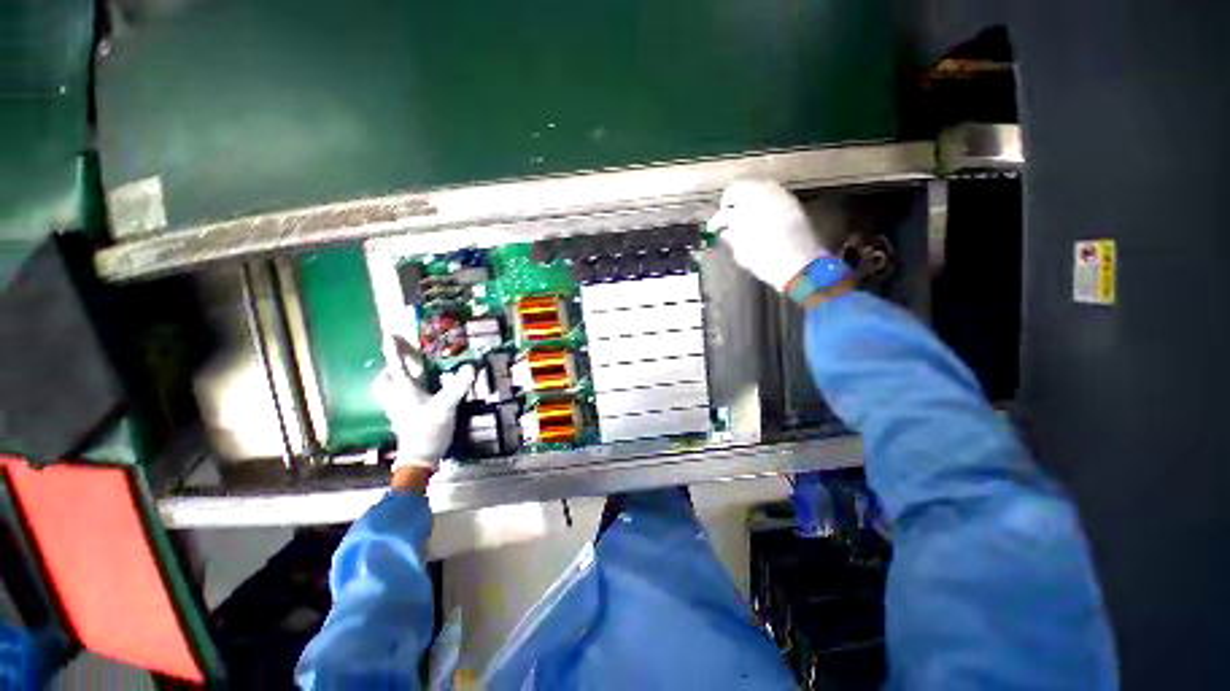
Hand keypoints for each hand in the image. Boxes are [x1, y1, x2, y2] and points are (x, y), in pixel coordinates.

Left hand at [373, 335, 475, 474]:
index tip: (389, 333)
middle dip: (392, 364)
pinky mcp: (403, 416)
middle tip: (403, 355)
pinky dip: (405, 388)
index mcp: (404, 391)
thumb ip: (457, 386)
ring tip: (410, 370)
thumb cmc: (428, 430)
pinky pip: (398, 396)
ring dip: (396, 376)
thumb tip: (470, 366)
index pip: (396, 365)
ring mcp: (398, 408)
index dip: (393, 349)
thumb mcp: (446, 407)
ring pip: (389, 387)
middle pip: (386, 377)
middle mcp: (397, 397)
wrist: (419, 458)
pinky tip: (419, 389)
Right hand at [707, 180, 829, 291]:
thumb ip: (731, 238)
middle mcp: (760, 194)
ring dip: (746, 198)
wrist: (800, 264)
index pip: (723, 212)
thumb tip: (725, 231)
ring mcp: (778, 193)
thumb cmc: (765, 261)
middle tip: (727, 216)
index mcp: (743, 210)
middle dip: (730, 202)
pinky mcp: (790, 199)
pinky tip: (760, 215)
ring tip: (743, 215)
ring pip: (755, 187)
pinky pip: (771, 193)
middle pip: (737, 188)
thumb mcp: (741, 253)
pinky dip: (762, 201)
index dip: (716, 221)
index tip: (714, 229)